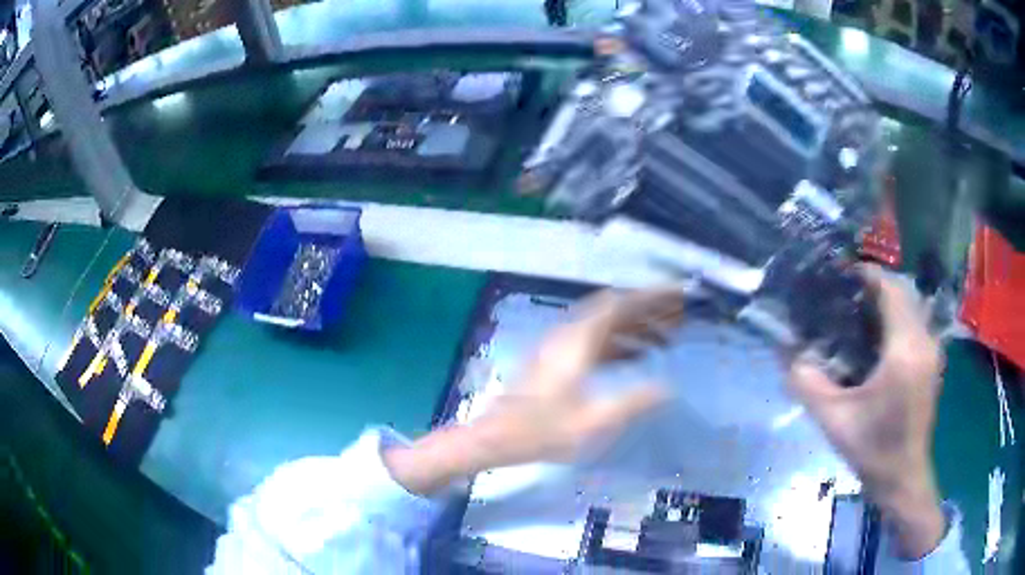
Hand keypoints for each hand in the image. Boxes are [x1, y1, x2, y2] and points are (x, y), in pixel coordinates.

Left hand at [385, 287, 683, 495]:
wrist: (495, 437)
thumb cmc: (542, 431)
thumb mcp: (593, 422)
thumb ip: (633, 402)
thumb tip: (669, 387)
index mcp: (577, 342)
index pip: (619, 304)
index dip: (650, 295)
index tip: (677, 293)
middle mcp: (568, 335)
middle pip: (613, 310)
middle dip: (647, 309)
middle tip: (679, 314)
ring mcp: (560, 346)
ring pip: (604, 325)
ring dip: (635, 327)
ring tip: (666, 339)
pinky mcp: (556, 360)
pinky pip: (595, 341)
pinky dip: (619, 343)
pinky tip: (636, 357)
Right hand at [788, 265, 945, 558]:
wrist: (902, 477)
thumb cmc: (872, 448)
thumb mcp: (834, 419)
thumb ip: (808, 384)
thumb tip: (787, 354)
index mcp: (904, 350)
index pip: (891, 289)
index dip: (867, 274)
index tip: (842, 275)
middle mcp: (924, 341)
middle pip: (903, 292)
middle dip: (876, 286)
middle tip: (846, 295)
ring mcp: (932, 350)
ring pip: (912, 305)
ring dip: (888, 300)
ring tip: (860, 312)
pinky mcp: (932, 361)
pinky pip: (916, 323)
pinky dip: (898, 317)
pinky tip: (879, 338)